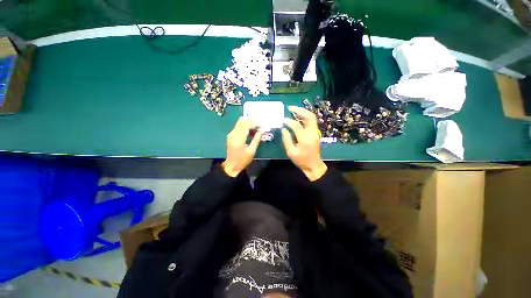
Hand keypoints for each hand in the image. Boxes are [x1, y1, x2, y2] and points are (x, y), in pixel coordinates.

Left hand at [222, 117, 263, 176]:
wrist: (231, 165)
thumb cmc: (242, 160)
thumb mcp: (251, 151)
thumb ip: (256, 140)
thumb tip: (262, 131)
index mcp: (238, 139)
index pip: (245, 125)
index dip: (254, 123)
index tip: (262, 126)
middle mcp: (233, 134)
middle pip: (242, 121)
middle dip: (252, 121)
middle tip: (260, 125)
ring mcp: (231, 134)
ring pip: (240, 122)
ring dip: (249, 123)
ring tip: (257, 128)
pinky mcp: (231, 135)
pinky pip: (239, 126)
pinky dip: (246, 126)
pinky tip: (251, 130)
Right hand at [282, 106, 327, 180]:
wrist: (314, 165)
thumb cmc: (301, 160)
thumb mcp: (291, 152)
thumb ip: (287, 140)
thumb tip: (284, 129)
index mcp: (305, 138)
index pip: (296, 125)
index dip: (288, 121)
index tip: (282, 120)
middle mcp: (312, 133)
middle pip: (309, 116)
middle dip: (299, 110)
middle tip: (289, 108)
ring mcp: (315, 132)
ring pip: (311, 117)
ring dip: (302, 112)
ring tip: (293, 110)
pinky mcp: (315, 133)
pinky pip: (311, 121)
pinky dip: (305, 117)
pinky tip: (298, 117)